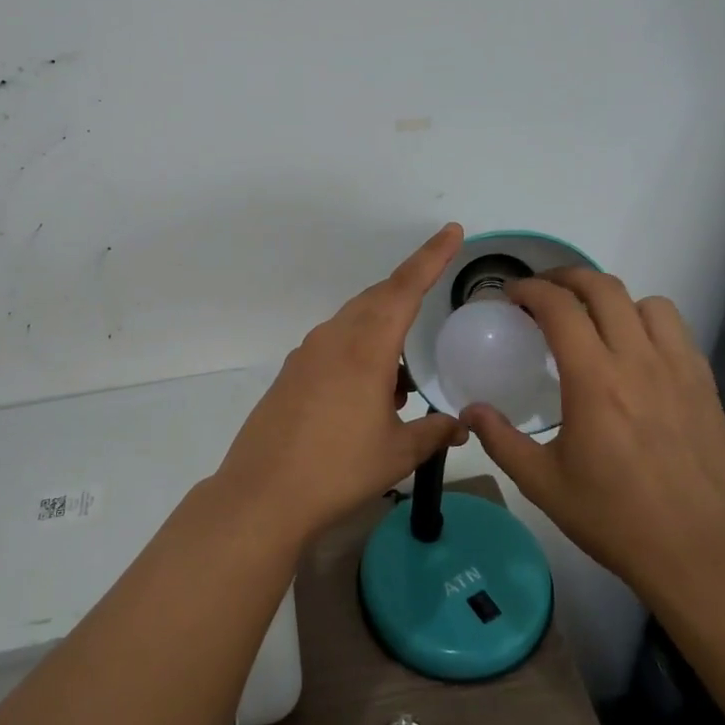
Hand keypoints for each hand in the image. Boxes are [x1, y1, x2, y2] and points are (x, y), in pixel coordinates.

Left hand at [216, 224, 468, 544]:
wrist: (264, 493)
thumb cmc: (339, 469)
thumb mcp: (397, 452)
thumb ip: (434, 433)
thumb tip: (460, 426)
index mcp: (366, 347)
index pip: (405, 288)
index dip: (431, 257)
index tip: (452, 231)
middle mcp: (335, 338)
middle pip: (378, 298)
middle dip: (408, 292)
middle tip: (434, 294)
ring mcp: (308, 353)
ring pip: (354, 322)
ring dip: (383, 332)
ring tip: (403, 378)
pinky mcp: (292, 372)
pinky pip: (335, 345)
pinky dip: (360, 353)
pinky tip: (370, 392)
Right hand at [461, 269, 724, 614]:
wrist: (696, 552)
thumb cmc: (613, 517)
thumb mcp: (542, 483)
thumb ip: (500, 439)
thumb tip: (469, 409)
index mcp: (593, 380)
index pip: (559, 307)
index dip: (530, 289)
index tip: (512, 295)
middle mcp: (637, 361)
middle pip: (603, 288)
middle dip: (566, 278)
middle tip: (544, 293)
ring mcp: (678, 369)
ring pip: (647, 303)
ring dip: (613, 301)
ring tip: (595, 322)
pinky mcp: (705, 385)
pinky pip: (677, 331)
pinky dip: (649, 324)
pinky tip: (636, 354)